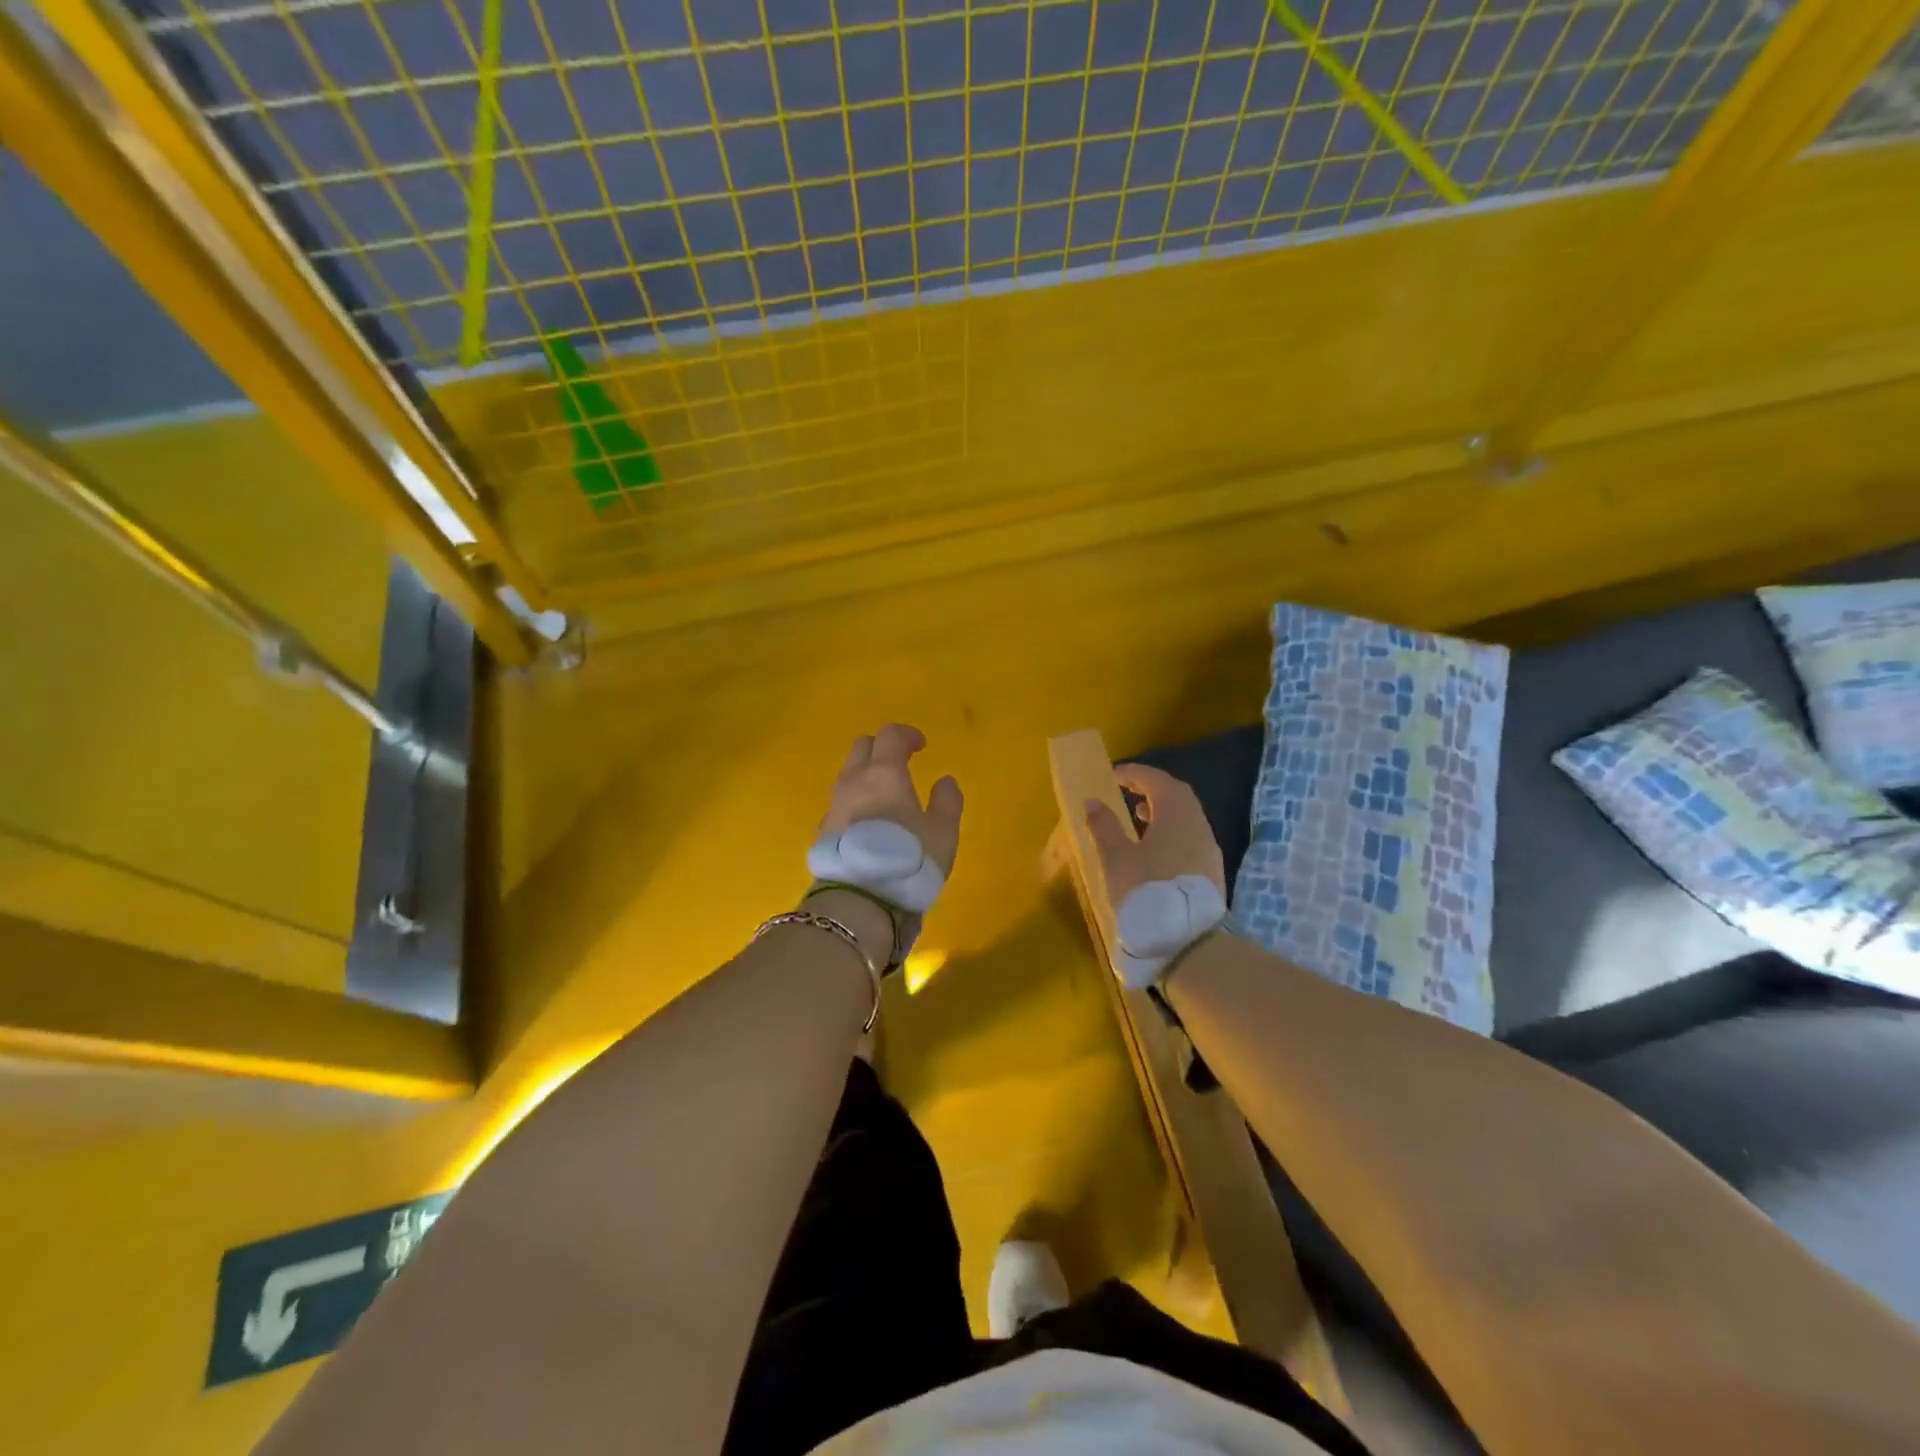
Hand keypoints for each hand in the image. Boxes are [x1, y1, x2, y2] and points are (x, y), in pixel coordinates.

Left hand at [821, 724, 962, 876]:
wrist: (859, 899)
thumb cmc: (908, 858)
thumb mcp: (943, 831)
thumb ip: (947, 801)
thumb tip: (945, 781)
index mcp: (884, 772)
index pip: (890, 735)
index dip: (907, 734)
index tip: (922, 746)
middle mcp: (854, 781)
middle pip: (862, 747)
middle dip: (882, 748)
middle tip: (901, 762)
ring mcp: (834, 805)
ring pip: (848, 774)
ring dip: (867, 774)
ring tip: (886, 794)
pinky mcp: (824, 829)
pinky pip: (841, 802)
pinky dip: (856, 801)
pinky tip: (869, 822)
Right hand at [1084, 764, 1224, 915]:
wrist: (1185, 940)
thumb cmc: (1145, 890)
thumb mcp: (1115, 857)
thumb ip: (1104, 826)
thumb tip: (1093, 802)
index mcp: (1176, 814)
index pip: (1157, 780)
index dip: (1135, 773)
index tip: (1113, 775)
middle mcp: (1198, 824)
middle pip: (1177, 794)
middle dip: (1151, 788)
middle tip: (1126, 791)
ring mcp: (1208, 847)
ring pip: (1186, 816)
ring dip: (1162, 810)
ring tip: (1137, 818)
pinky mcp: (1211, 869)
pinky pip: (1190, 835)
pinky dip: (1171, 830)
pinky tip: (1154, 848)